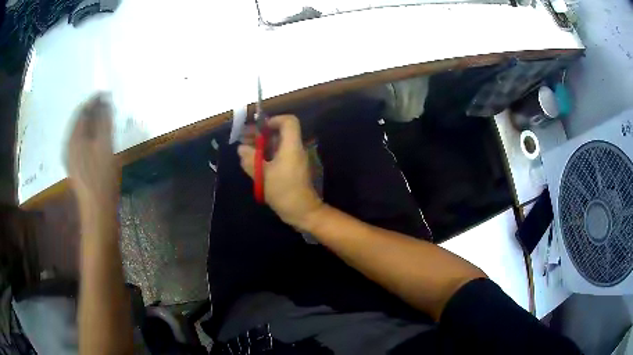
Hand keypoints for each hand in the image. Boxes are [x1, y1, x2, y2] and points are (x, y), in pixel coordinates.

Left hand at [67, 93, 119, 209]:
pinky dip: (86, 135)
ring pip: (77, 132)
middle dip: (90, 110)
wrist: (97, 209)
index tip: (105, 93)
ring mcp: (70, 157)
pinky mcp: (74, 167)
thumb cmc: (102, 177)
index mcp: (74, 138)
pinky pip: (78, 143)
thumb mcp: (105, 145)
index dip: (93, 100)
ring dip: (88, 123)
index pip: (82, 111)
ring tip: (100, 118)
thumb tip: (105, 101)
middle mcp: (68, 145)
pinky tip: (93, 138)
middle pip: (78, 121)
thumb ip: (104, 121)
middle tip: (104, 104)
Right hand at [238, 115, 322, 227]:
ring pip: (278, 144)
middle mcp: (295, 149)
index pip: (289, 121)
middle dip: (261, 133)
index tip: (258, 128)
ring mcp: (294, 159)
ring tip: (244, 150)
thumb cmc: (284, 191)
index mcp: (291, 146)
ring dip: (262, 145)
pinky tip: (253, 161)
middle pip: (280, 132)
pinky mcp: (292, 169)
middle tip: (243, 139)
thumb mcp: (263, 175)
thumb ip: (250, 159)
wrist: (302, 211)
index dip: (273, 120)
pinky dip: (266, 155)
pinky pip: (279, 155)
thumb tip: (241, 148)